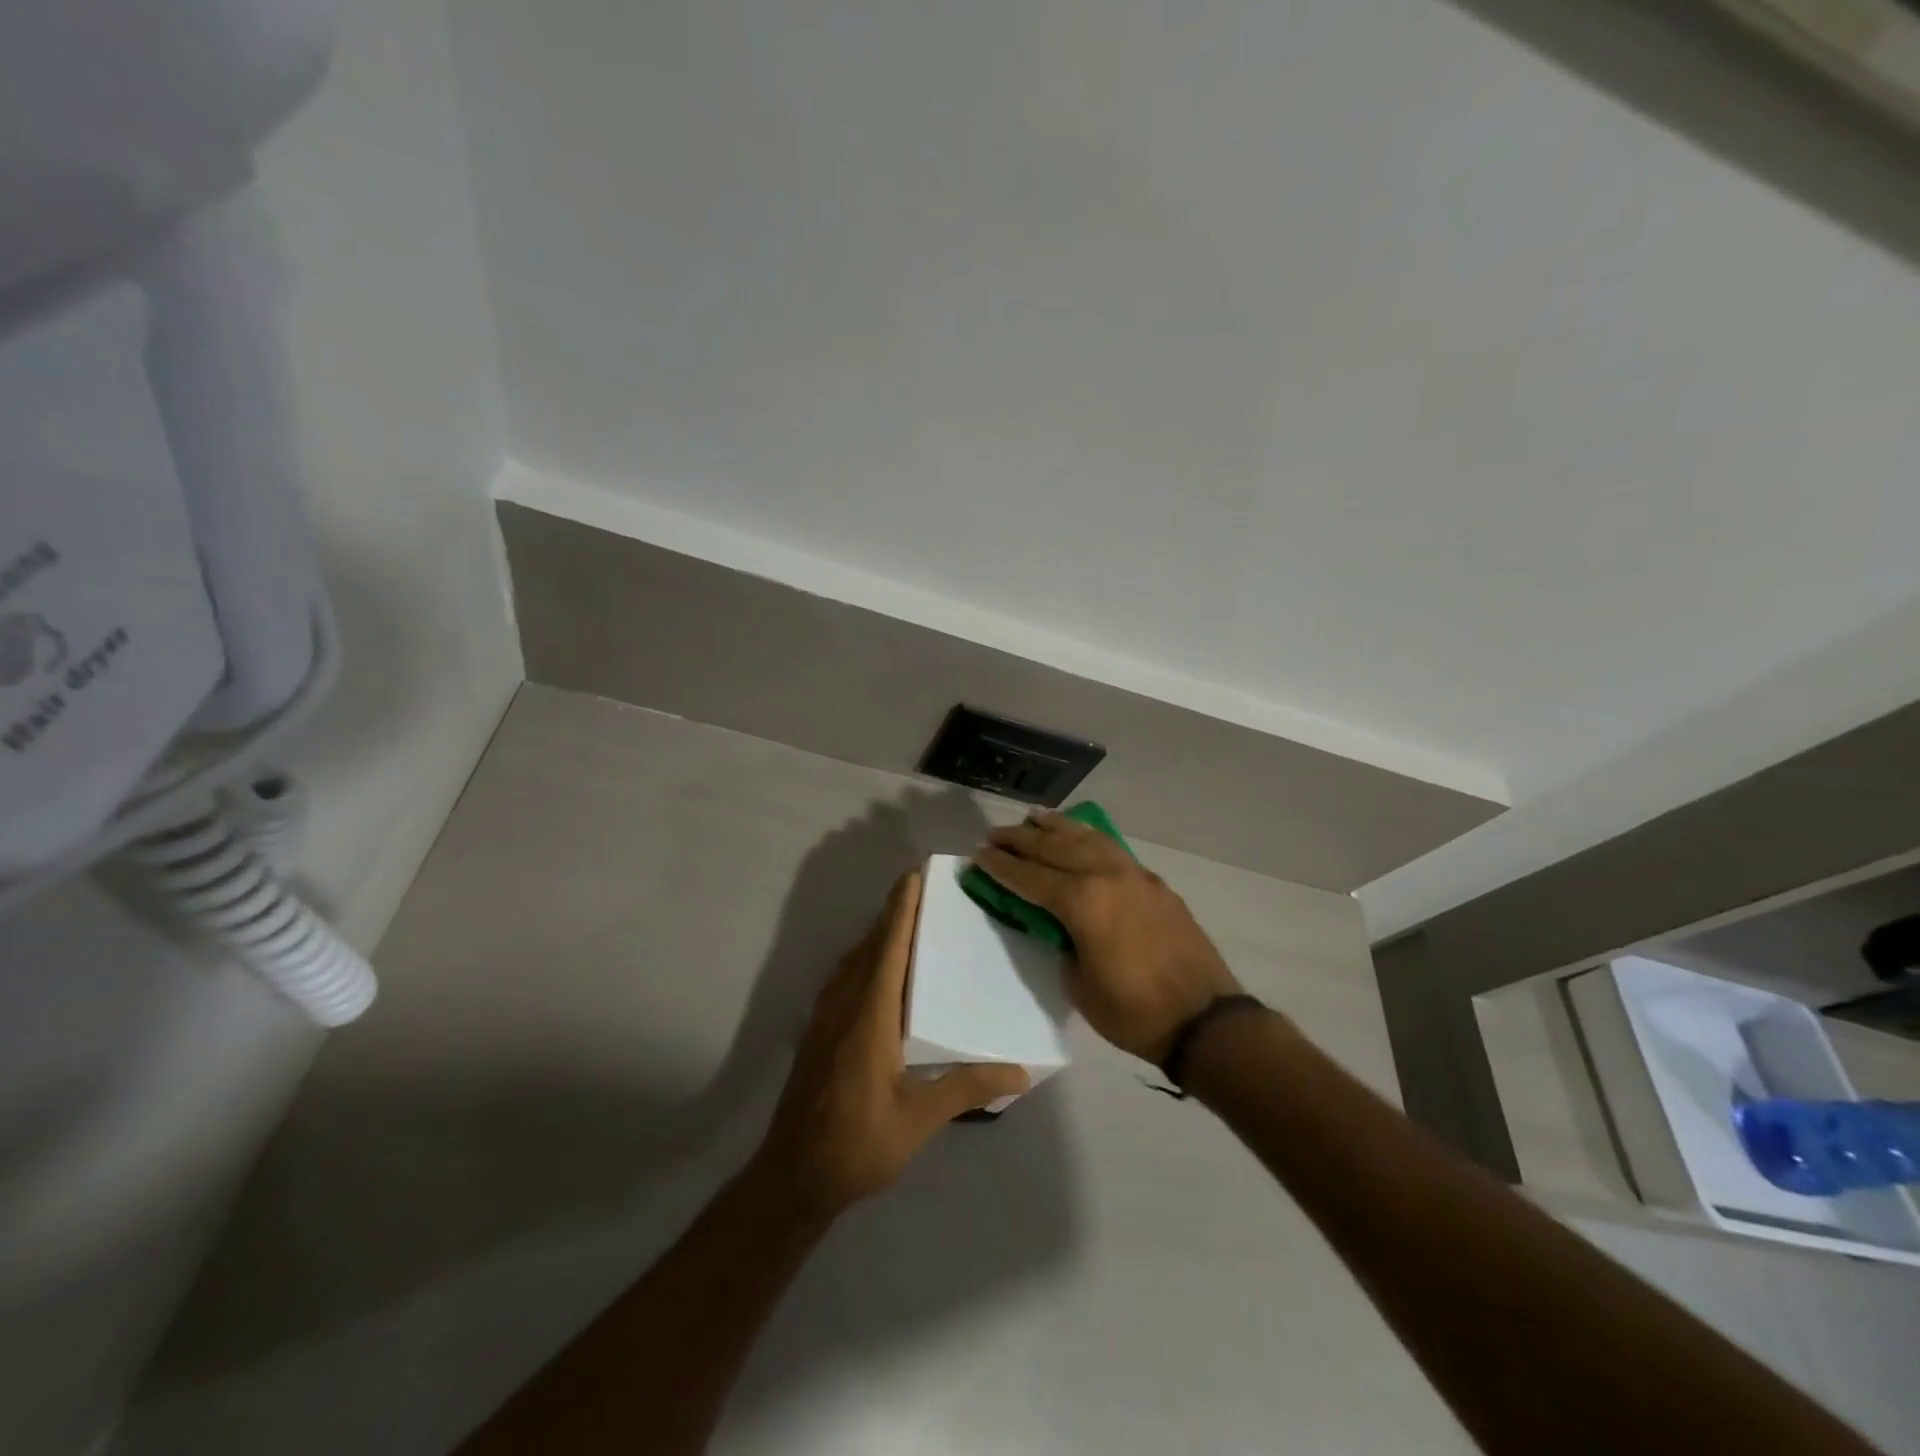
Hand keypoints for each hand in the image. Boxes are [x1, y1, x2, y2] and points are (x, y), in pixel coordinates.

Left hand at [753, 872, 1030, 1216]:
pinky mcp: (818, 1032)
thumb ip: (965, 1088)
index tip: (913, 876)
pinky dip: (864, 958)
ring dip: (876, 934)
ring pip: (853, 961)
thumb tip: (1019, 1071)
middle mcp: (843, 1006)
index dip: (900, 911)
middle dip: (892, 913)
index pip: (888, 950)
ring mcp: (825, 1018)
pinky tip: (878, 971)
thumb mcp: (917, 1120)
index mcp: (869, 1017)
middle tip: (922, 889)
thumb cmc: (857, 1146)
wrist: (793, 1176)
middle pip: (869, 947)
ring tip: (905, 921)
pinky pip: (844, 978)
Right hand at [975, 813, 1242, 1062]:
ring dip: (1057, 827)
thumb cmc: (1133, 1012)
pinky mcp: (1154, 883)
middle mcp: (1106, 875)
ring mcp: (1134, 875)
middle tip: (995, 834)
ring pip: (1087, 838)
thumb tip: (1058, 925)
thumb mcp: (1078, 984)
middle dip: (1021, 839)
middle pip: (1055, 848)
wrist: (1204, 1020)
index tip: (978, 853)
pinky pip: (1112, 849)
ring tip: (1034, 817)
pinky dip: (1089, 837)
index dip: (1001, 866)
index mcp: (1082, 901)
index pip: (1030, 876)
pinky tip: (1081, 836)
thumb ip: (1062, 944)